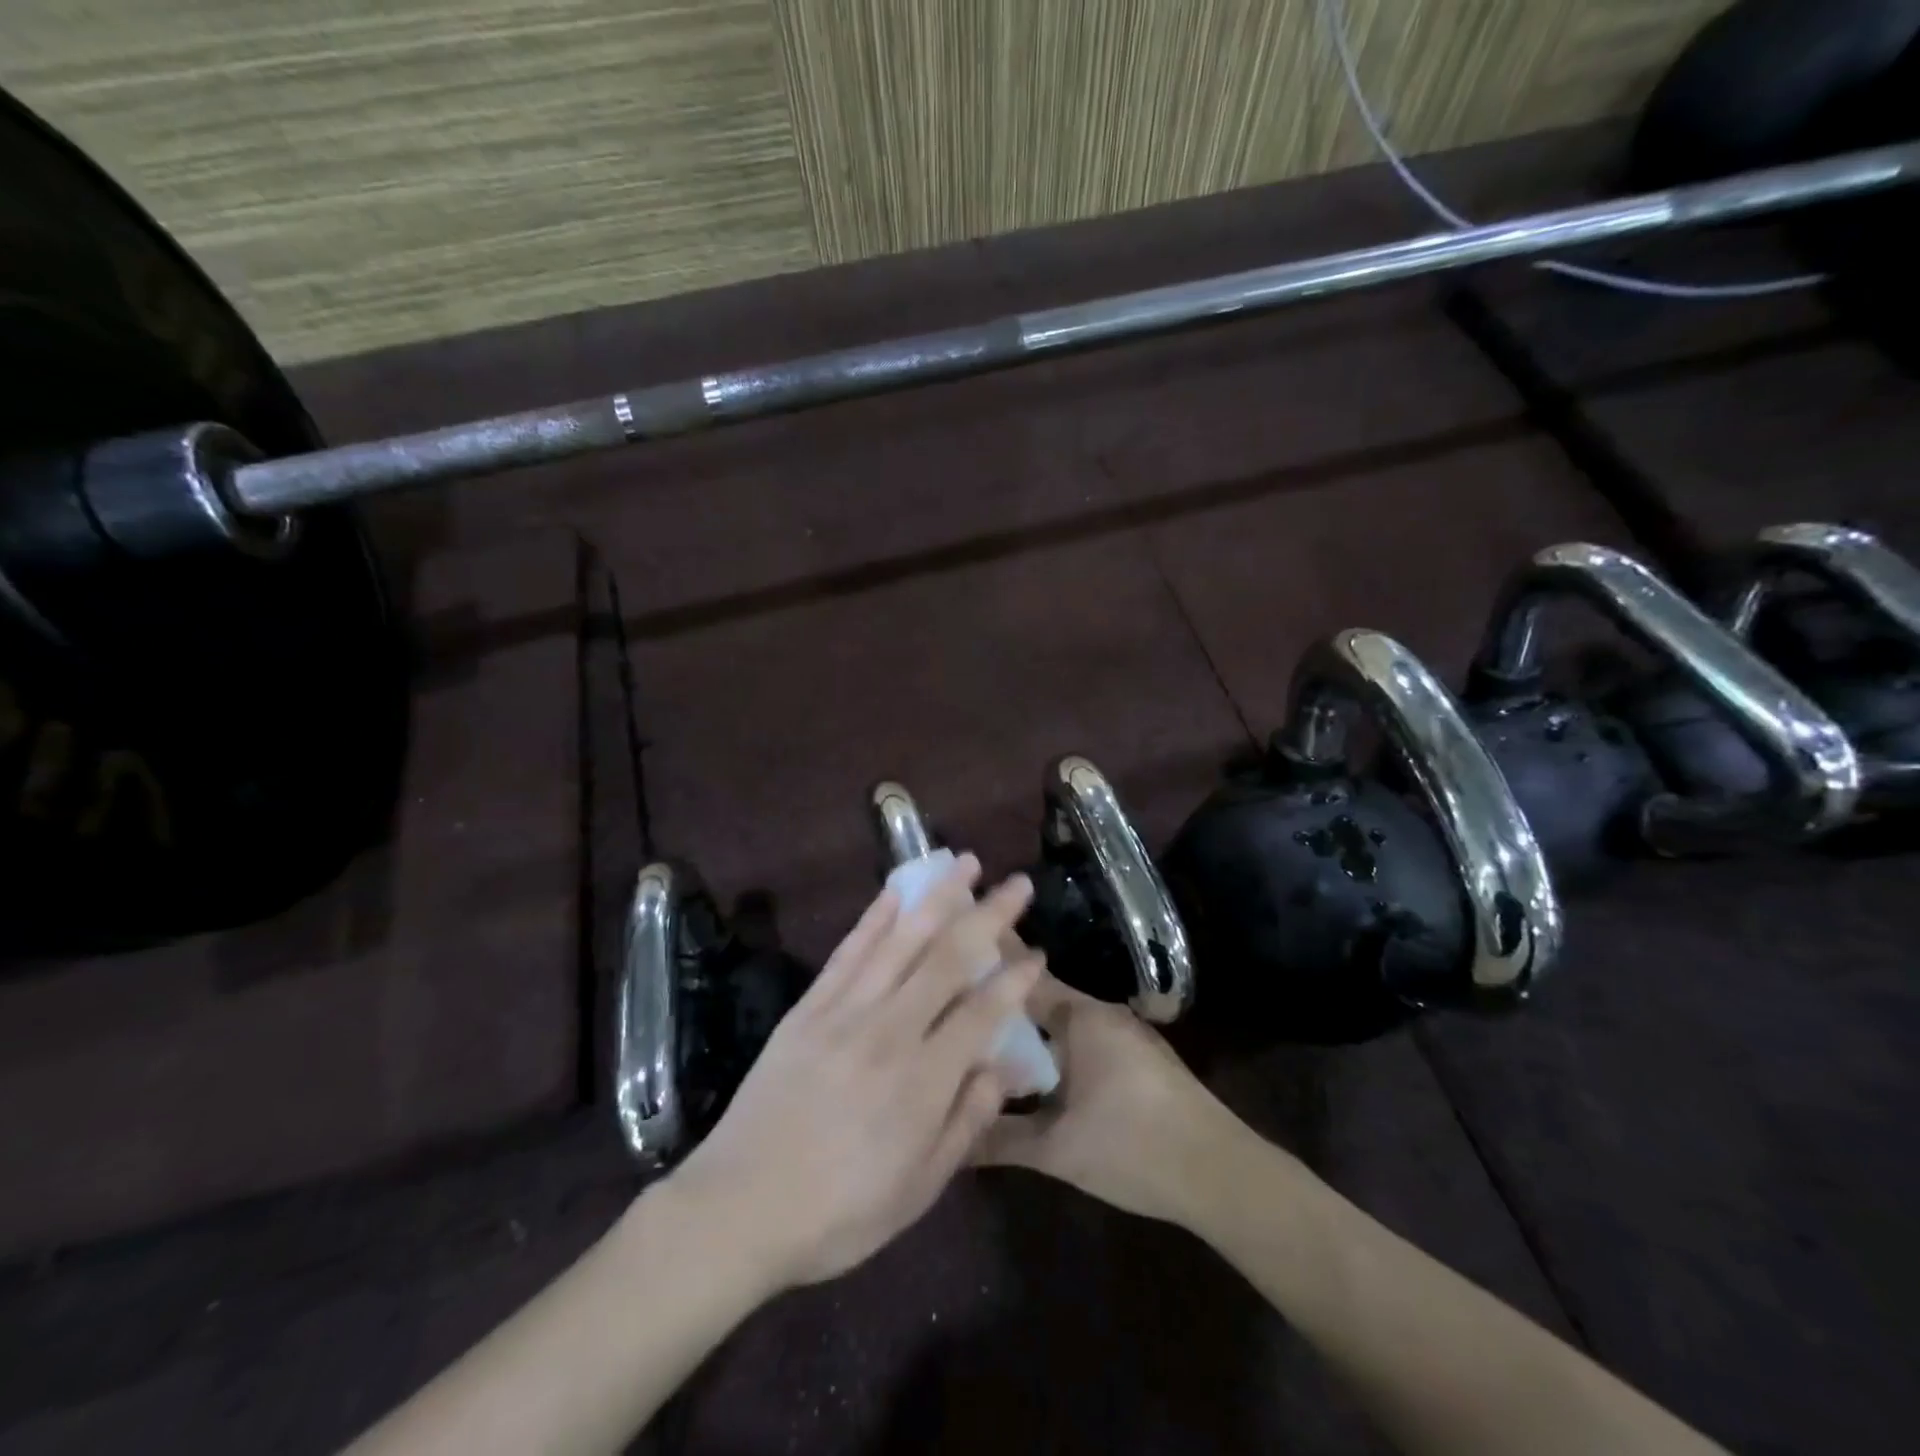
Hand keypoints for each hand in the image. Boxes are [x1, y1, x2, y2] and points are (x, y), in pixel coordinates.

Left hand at [666, 856, 1042, 1289]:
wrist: (738, 1207)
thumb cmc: (837, 1213)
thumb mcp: (917, 1191)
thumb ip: (965, 1124)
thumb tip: (1002, 1069)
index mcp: (922, 1082)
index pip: (982, 1012)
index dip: (1014, 979)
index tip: (1037, 952)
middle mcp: (889, 1032)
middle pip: (948, 959)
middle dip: (988, 916)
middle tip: (1017, 884)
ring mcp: (845, 1012)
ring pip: (900, 941)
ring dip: (937, 897)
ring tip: (964, 863)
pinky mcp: (810, 1007)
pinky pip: (849, 951)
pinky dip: (875, 917)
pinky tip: (896, 891)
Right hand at [975, 972, 1255, 1228]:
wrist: (1220, 1174)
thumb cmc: (1133, 1148)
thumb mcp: (1057, 1150)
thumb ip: (998, 1138)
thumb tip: (947, 1137)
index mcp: (1080, 1017)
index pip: (1022, 977)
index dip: (986, 965)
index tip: (950, 947)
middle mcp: (1100, 1013)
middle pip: (1039, 995)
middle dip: (1001, 997)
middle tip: (953, 1000)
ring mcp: (1122, 1033)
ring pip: (1061, 1019)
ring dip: (1027, 1024)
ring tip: (981, 1031)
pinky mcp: (1136, 1057)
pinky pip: (1080, 1037)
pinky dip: (1052, 1043)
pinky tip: (1032, 1067)